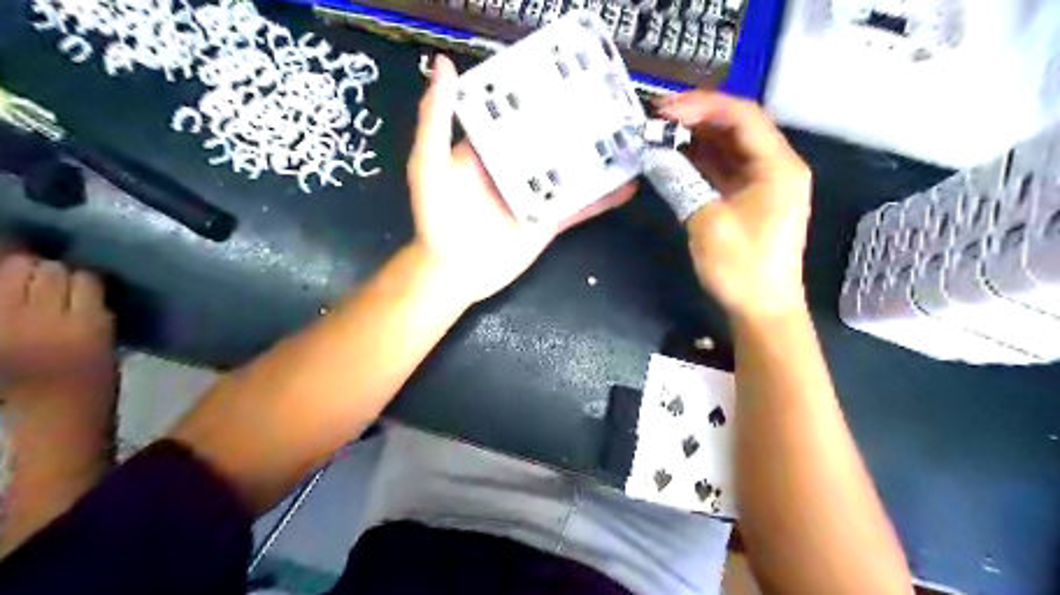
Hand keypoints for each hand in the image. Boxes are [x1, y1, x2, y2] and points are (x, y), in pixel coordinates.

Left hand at [0, 250, 114, 387]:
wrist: (50, 415)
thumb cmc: (92, 383)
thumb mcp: (108, 344)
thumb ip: (93, 311)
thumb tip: (79, 282)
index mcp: (87, 325)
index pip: (86, 279)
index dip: (86, 281)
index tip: (86, 290)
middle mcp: (43, 317)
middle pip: (49, 269)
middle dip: (53, 274)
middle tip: (56, 289)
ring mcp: (5, 321)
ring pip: (14, 269)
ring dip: (23, 273)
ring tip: (28, 290)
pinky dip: (3, 287)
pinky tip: (10, 301)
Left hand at [409, 56, 632, 303]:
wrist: (454, 273)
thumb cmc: (436, 219)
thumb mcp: (429, 165)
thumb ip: (435, 119)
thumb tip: (444, 65)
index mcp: (490, 147)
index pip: (518, 111)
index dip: (539, 89)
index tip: (569, 67)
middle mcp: (517, 166)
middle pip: (552, 138)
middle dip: (579, 119)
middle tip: (614, 97)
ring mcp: (537, 194)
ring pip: (572, 170)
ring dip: (598, 157)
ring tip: (631, 136)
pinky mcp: (550, 220)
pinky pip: (580, 206)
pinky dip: (603, 198)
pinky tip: (629, 186)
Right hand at [656, 92, 814, 320]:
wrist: (762, 308)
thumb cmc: (741, 267)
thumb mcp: (707, 221)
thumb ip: (681, 182)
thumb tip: (654, 154)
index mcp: (778, 166)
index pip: (742, 116)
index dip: (702, 106)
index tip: (665, 111)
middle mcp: (776, 166)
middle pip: (737, 127)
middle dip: (696, 119)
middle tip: (657, 120)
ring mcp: (763, 183)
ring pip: (729, 147)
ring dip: (696, 139)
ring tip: (660, 135)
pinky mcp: (750, 198)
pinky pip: (724, 169)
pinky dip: (700, 162)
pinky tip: (675, 157)